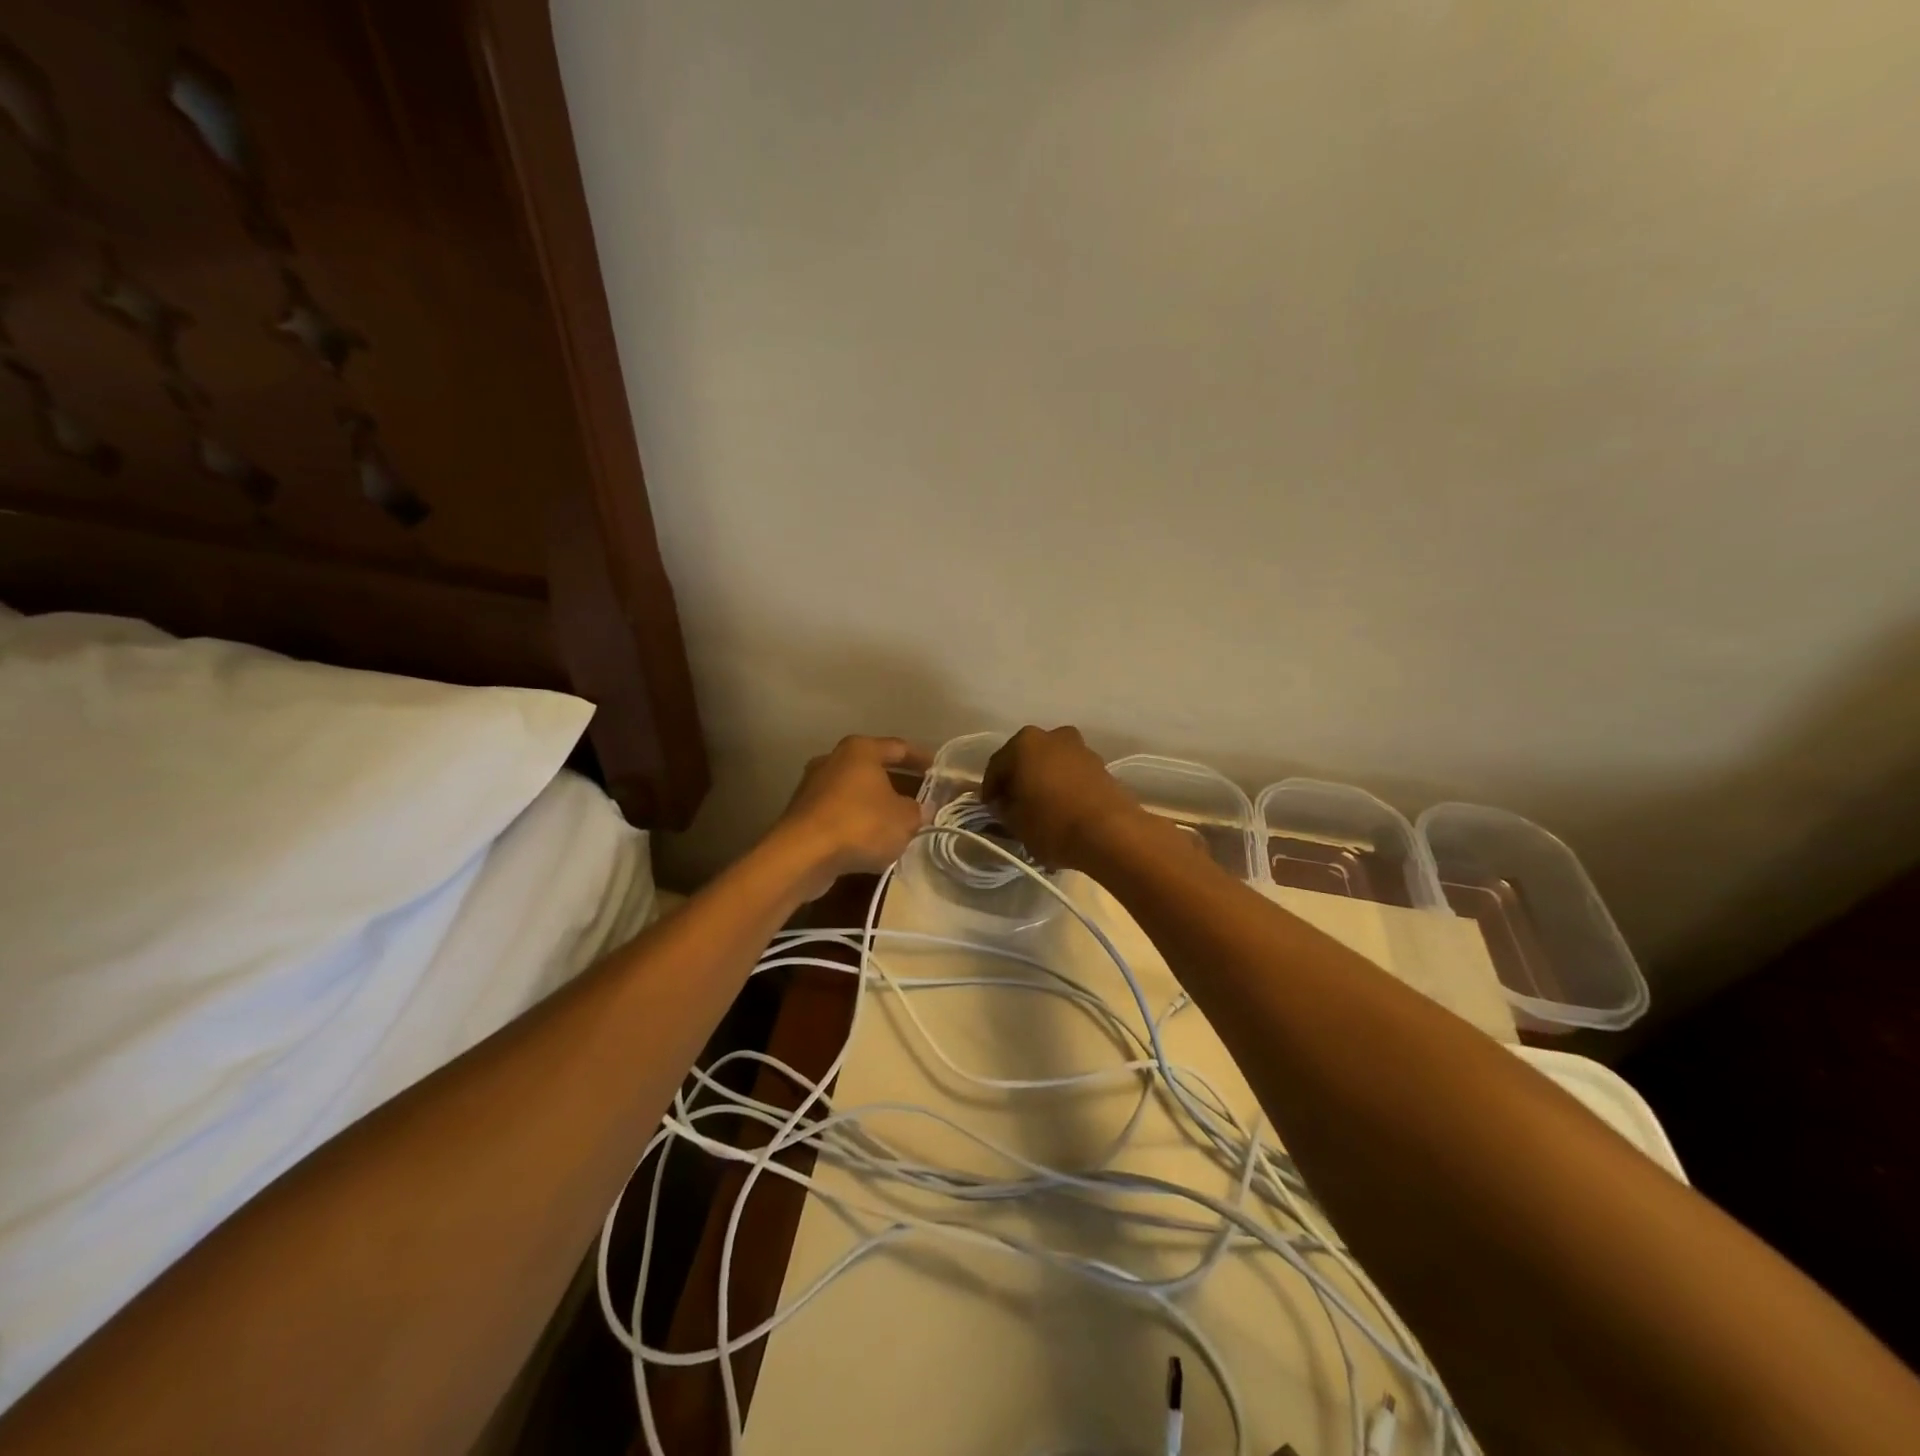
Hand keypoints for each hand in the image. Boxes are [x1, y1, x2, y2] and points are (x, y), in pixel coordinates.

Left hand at [771, 736, 929, 898]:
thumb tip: (923, 809)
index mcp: (860, 749)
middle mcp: (834, 759)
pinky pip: (840, 811)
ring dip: (877, 804)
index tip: (939, 770)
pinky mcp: (803, 813)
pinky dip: (858, 820)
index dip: (922, 758)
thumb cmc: (861, 824)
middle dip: (899, 783)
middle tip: (922, 798)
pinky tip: (873, 838)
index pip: (899, 747)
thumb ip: (919, 810)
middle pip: (874, 768)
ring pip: (856, 791)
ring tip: (900, 821)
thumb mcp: (904, 819)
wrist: (802, 855)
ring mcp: (814, 785)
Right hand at [982, 725, 1144, 872]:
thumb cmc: (1052, 823)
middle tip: (1012, 805)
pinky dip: (1063, 786)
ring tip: (1039, 809)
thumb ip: (1003, 809)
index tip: (989, 808)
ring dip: (1042, 781)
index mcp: (1024, 743)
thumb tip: (1003, 803)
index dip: (990, 789)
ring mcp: (1080, 748)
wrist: (1110, 832)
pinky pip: (1071, 774)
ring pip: (1051, 764)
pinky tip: (1061, 809)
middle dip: (1018, 780)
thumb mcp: (1015, 822)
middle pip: (1026, 759)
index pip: (997, 765)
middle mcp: (1052, 736)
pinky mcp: (1101, 765)